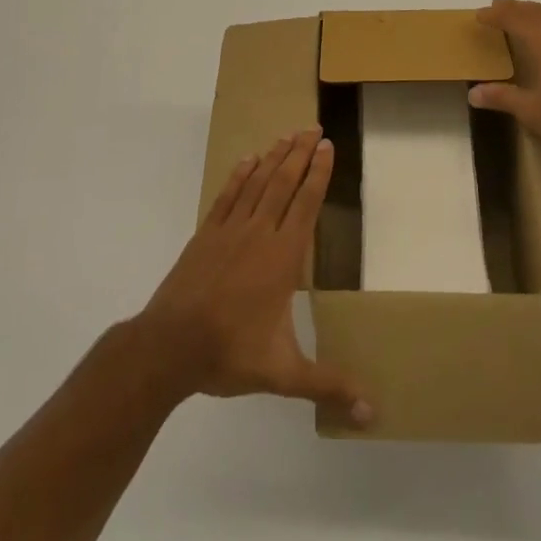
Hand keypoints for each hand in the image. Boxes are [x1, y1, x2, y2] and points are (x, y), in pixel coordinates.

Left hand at [136, 129, 372, 424]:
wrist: (168, 347)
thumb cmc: (229, 354)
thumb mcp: (283, 374)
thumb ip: (327, 385)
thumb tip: (371, 412)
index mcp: (282, 259)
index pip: (305, 205)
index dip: (318, 174)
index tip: (327, 147)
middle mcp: (258, 234)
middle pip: (283, 183)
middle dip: (299, 153)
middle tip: (313, 128)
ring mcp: (229, 231)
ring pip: (257, 184)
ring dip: (274, 157)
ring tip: (287, 135)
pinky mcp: (205, 235)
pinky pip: (227, 196)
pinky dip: (239, 175)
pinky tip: (247, 161)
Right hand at [469, 0, 540, 172]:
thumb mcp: (531, 111)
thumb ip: (502, 97)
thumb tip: (473, 93)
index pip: (517, 19)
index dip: (497, 15)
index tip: (480, 14)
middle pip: (539, 12)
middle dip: (517, 8)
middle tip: (499, 6)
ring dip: (540, 12)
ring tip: (526, 14)